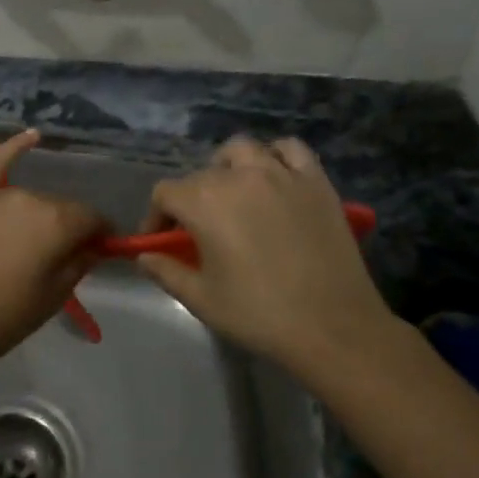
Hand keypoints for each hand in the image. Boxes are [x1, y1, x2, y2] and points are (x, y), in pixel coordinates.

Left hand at [0, 131, 107, 376]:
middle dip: (65, 228)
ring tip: (21, 244)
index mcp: (58, 223)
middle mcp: (31, 197)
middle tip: (52, 259)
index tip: (95, 253)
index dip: (98, 236)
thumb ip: (79, 265)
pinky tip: (32, 136)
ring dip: (35, 215)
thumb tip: (95, 245)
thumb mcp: (51, 300)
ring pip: (29, 198)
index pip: (92, 219)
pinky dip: (15, 147)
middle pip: (61, 207)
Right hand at [136, 136, 403, 381]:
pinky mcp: (315, 181)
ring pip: (243, 150)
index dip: (157, 216)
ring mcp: (280, 174)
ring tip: (234, 193)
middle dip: (192, 199)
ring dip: (229, 167)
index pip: (165, 193)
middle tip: (200, 230)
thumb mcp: (202, 300)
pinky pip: (291, 150)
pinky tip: (275, 178)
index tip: (161, 242)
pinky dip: (277, 156)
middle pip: (201, 174)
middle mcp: (238, 176)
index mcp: (204, 202)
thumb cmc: (260, 315)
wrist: (334, 328)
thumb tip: (145, 256)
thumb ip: (167, 272)